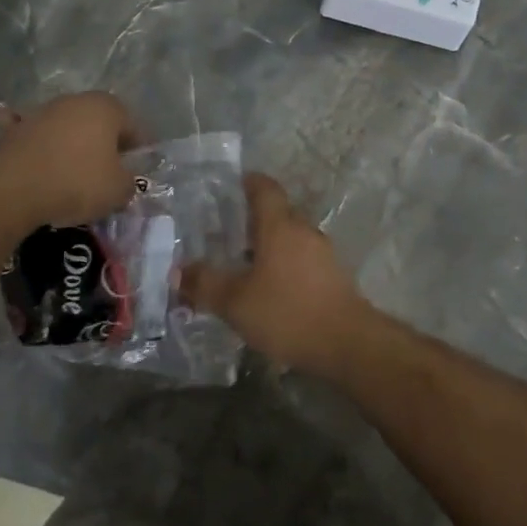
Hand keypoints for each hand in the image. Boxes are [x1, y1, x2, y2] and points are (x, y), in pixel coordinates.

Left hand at [0, 92, 138, 230]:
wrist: (14, 188)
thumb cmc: (77, 182)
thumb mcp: (118, 190)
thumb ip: (128, 182)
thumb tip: (122, 181)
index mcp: (106, 107)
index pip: (132, 125)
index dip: (136, 150)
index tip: (134, 172)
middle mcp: (74, 101)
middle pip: (97, 123)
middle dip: (103, 144)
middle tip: (106, 173)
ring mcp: (41, 112)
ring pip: (65, 128)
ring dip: (70, 144)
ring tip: (71, 175)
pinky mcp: (13, 129)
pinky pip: (31, 136)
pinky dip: (35, 145)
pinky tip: (36, 161)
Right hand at [182, 174, 374, 374]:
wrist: (348, 343)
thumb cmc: (287, 312)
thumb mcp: (235, 302)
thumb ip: (205, 284)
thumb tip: (178, 272)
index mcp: (279, 225)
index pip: (264, 188)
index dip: (248, 182)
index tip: (231, 185)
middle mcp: (303, 230)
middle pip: (277, 213)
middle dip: (253, 218)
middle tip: (225, 232)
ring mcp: (322, 253)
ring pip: (290, 238)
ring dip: (269, 245)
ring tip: (243, 263)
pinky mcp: (334, 276)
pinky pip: (302, 259)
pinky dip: (284, 264)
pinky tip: (271, 288)